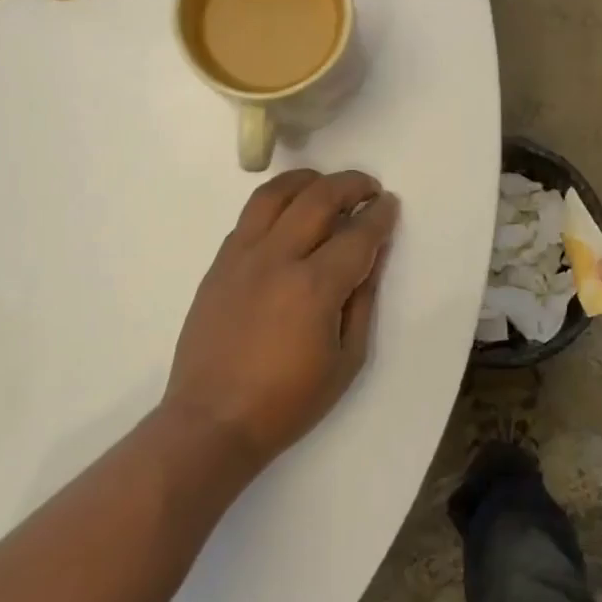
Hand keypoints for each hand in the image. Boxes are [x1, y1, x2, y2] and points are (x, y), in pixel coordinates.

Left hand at [165, 170, 398, 474]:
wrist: (212, 421)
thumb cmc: (288, 400)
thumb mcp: (347, 359)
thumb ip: (362, 299)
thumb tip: (374, 255)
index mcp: (314, 286)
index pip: (357, 234)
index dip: (380, 215)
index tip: (390, 204)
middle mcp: (277, 258)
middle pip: (318, 198)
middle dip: (351, 185)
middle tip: (368, 189)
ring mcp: (241, 257)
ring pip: (275, 194)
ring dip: (307, 180)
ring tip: (326, 185)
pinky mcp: (218, 265)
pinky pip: (249, 217)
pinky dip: (276, 204)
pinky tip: (288, 215)